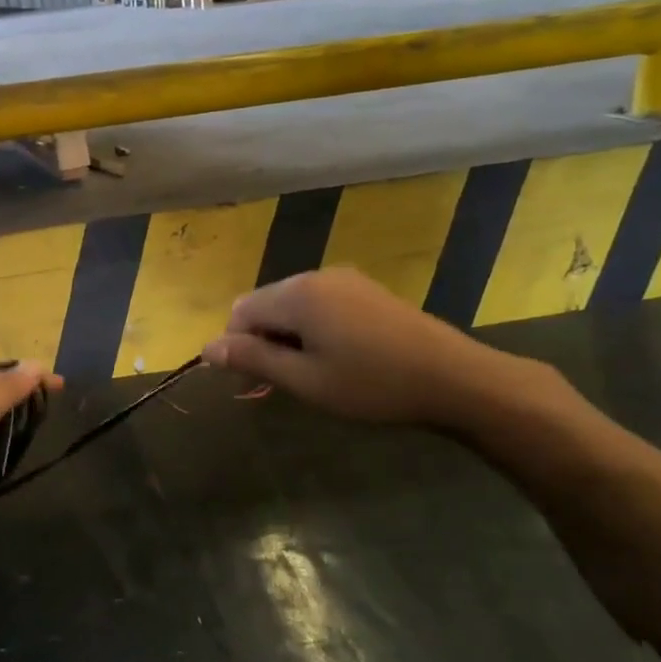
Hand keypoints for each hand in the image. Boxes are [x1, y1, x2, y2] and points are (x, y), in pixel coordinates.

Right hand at [201, 268, 519, 427]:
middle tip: (285, 383)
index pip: (240, 311)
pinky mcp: (366, 290)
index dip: (237, 346)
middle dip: (262, 340)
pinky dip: (313, 329)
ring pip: (292, 305)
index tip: (255, 384)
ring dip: (288, 336)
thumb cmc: (372, 385)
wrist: (453, 378)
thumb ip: (253, 359)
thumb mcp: (305, 380)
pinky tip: (338, 358)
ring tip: (313, 374)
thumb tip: (207, 347)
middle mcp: (315, 276)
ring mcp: (344, 280)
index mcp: (296, 294)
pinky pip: (320, 304)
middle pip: (265, 304)